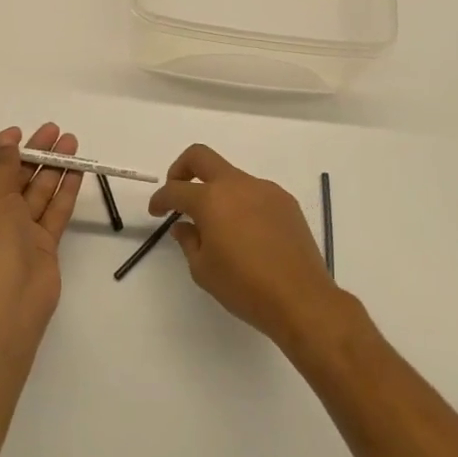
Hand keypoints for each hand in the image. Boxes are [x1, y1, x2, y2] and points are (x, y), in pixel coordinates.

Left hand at [0, 124, 80, 345]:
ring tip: (72, 142)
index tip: (20, 132)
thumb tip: (6, 141)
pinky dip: (64, 191)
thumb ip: (3, 166)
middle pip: (12, 178)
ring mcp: (16, 232)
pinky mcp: (41, 245)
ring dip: (52, 167)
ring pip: (36, 192)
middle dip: (33, 153)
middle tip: (55, 130)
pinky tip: (77, 170)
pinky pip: (52, 212)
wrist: (7, 303)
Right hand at [151, 144, 343, 346]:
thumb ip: (188, 241)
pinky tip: (247, 233)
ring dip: (216, 191)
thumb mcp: (203, 270)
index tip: (156, 211)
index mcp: (211, 199)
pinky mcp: (285, 202)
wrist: (301, 299)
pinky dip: (241, 203)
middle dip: (181, 169)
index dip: (160, 199)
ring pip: (231, 176)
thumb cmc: (245, 287)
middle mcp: (237, 185)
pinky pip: (255, 192)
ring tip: (218, 224)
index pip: (175, 189)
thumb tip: (184, 225)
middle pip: (200, 157)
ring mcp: (264, 190)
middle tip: (178, 194)